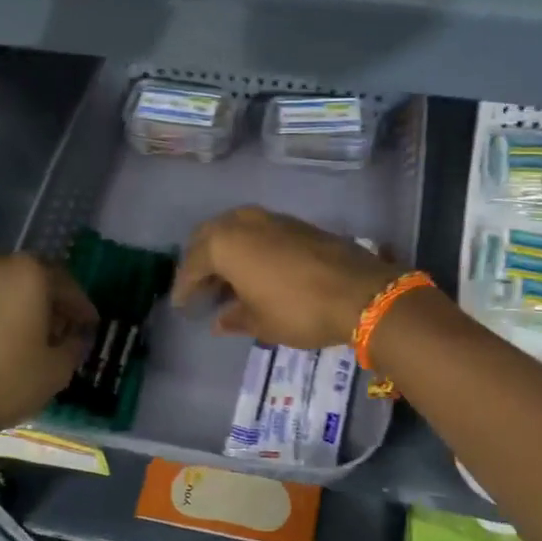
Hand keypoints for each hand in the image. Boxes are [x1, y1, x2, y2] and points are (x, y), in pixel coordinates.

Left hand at [0, 253, 95, 433]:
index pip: (67, 285)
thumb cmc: (9, 378)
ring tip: (36, 333)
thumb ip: (74, 345)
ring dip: (25, 304)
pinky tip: (9, 335)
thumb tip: (76, 336)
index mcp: (31, 272)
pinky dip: (1, 309)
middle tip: (65, 327)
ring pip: (9, 286)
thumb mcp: (57, 368)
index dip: (81, 307)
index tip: (90, 325)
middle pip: (36, 279)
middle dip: (52, 301)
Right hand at [172, 206, 398, 349]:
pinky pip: (259, 230)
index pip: (192, 264)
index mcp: (225, 243)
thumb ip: (235, 318)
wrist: (360, 292)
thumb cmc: (298, 310)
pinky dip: (249, 246)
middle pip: (210, 237)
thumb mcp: (261, 322)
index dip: (185, 287)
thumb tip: (220, 320)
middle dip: (201, 261)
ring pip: (235, 228)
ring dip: (226, 250)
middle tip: (200, 287)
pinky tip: (256, 269)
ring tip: (227, 279)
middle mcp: (244, 222)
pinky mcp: (296, 223)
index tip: (182, 305)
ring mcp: (272, 218)